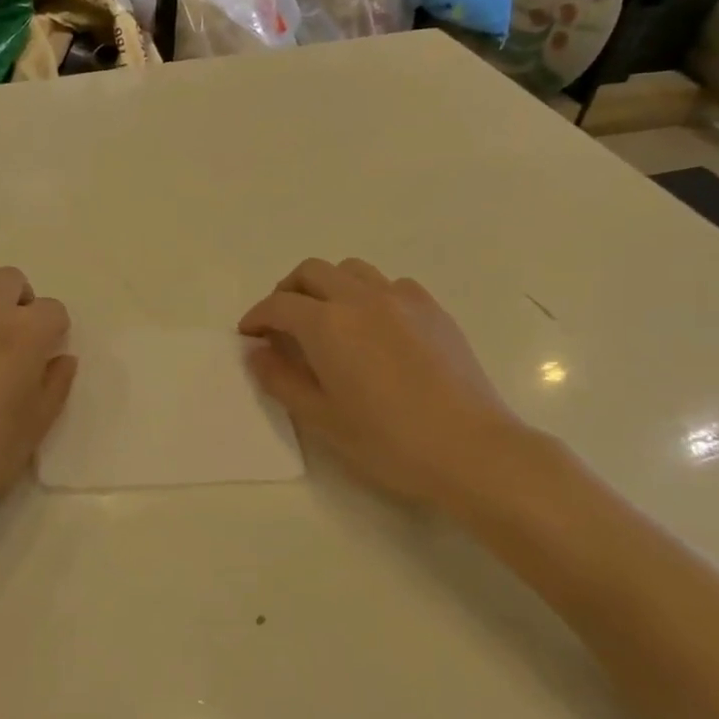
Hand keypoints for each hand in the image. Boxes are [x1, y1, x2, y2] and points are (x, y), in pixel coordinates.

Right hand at [239, 258, 535, 509]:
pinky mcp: (432, 309)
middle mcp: (360, 298)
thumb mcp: (320, 418)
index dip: (256, 317)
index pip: (278, 305)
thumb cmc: (386, 440)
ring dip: (327, 286)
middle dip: (287, 292)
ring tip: (326, 319)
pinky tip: (374, 328)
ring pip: (351, 270)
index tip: (249, 336)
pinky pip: (390, 284)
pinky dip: (368, 295)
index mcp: (327, 324)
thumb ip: (280, 379)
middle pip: (311, 272)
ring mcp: (401, 299)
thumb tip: (257, 353)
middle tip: (281, 324)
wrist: (469, 448)